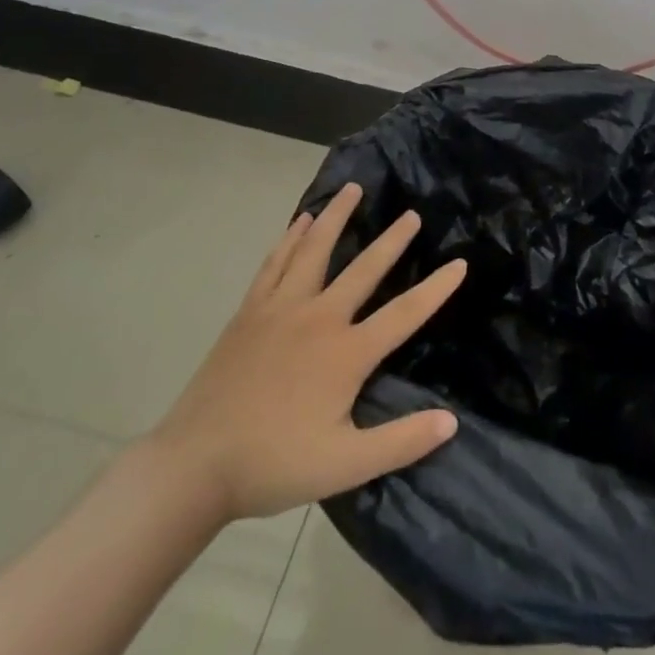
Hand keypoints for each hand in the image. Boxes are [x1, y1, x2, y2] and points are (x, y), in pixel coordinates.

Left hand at [143, 183, 465, 525]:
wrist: (194, 464)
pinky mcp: (250, 311)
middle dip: (392, 240)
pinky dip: (290, 238)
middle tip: (411, 214)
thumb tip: (451, 421)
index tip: (460, 263)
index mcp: (346, 352)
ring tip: (352, 189)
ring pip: (315, 250)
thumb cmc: (274, 464)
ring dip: (336, 217)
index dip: (435, 289)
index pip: (404, 313)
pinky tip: (299, 222)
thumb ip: (401, 442)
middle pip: (363, 268)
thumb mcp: (345, 465)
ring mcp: (280, 309)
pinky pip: (275, 263)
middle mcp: (318, 318)